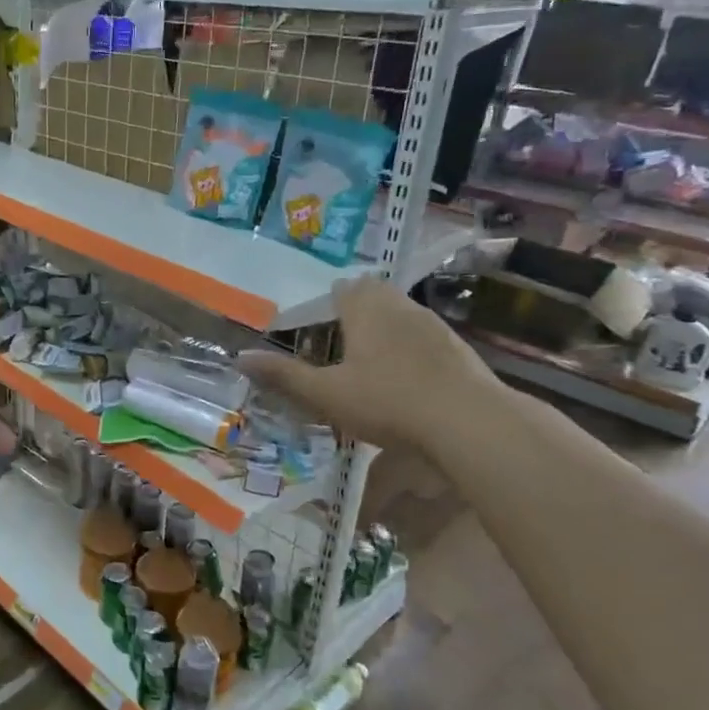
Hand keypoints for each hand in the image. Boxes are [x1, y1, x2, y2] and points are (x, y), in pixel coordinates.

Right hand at [236, 278, 495, 452]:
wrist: (469, 423)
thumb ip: (284, 375)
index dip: (331, 299)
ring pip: (403, 315)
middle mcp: (401, 307)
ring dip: (386, 329)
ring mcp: (434, 327)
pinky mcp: (458, 350)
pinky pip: (425, 339)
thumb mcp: (325, 393)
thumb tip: (239, 358)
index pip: (346, 287)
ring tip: (370, 359)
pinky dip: (411, 350)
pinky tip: (406, 379)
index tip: (319, 320)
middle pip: (376, 294)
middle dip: (359, 309)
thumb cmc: (387, 401)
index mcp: (366, 309)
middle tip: (341, 338)